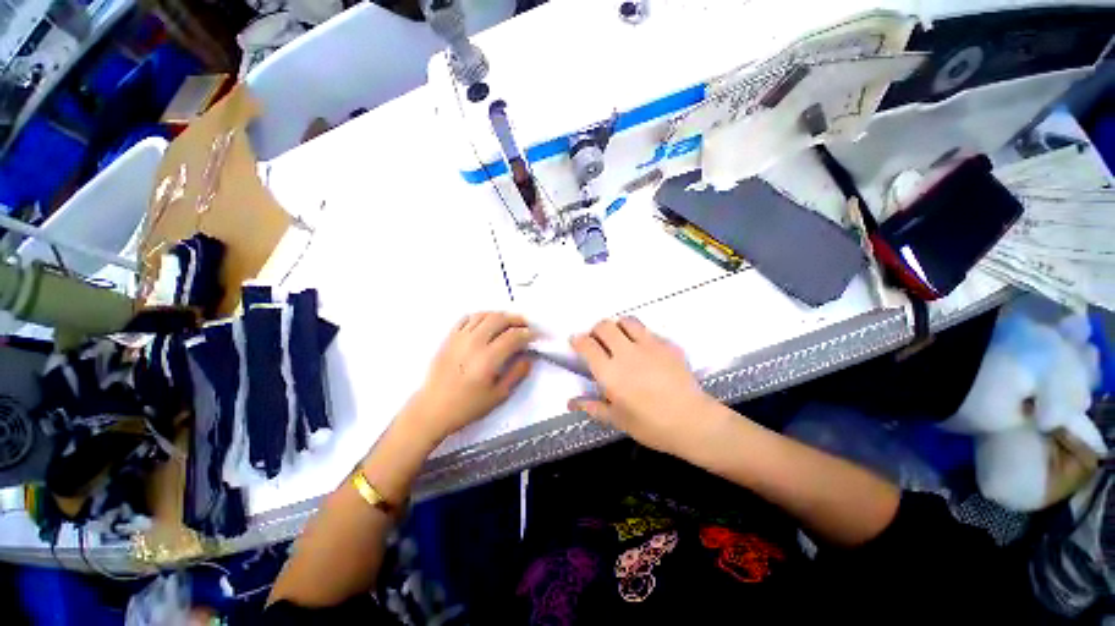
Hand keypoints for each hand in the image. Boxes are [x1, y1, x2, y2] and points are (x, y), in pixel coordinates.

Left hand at [405, 312, 535, 442]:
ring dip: (500, 315)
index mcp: (488, 359)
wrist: (433, 408)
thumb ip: (516, 373)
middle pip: (500, 319)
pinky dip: (480, 316)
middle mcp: (474, 343)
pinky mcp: (449, 337)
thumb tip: (528, 357)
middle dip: (517, 320)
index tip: (535, 336)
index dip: (528, 333)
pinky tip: (486, 323)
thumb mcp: (499, 395)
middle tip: (525, 326)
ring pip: (484, 315)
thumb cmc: (468, 406)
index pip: (513, 336)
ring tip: (508, 323)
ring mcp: (460, 337)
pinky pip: (467, 318)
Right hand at [569, 317, 716, 455]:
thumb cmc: (651, 425)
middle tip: (598, 341)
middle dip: (596, 330)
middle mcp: (627, 353)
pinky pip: (648, 331)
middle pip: (604, 326)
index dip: (578, 340)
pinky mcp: (667, 344)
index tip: (576, 341)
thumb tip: (570, 403)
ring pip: (627, 321)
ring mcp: (649, 345)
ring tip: (620, 339)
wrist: (693, 422)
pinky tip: (644, 350)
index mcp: (610, 373)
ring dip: (618, 327)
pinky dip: (640, 335)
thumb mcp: (618, 419)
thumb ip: (592, 406)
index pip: (587, 345)